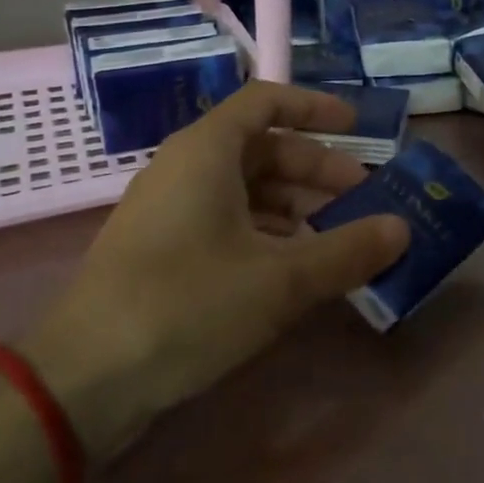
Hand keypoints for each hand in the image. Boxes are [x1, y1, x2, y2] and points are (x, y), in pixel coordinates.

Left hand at [24, 83, 409, 453]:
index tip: (358, 127)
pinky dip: (267, 236)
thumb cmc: (186, 305)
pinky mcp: (162, 253)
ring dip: (296, 208)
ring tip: (337, 242)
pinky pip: (226, 224)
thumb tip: (402, 229)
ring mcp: (168, 213)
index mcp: (206, 151)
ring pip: (246, 191)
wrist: (81, 381)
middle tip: (363, 202)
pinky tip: (294, 272)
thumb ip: (347, 251)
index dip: (315, 109)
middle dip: (317, 170)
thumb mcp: (280, 279)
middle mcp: (184, 170)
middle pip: (263, 149)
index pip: (266, 101)